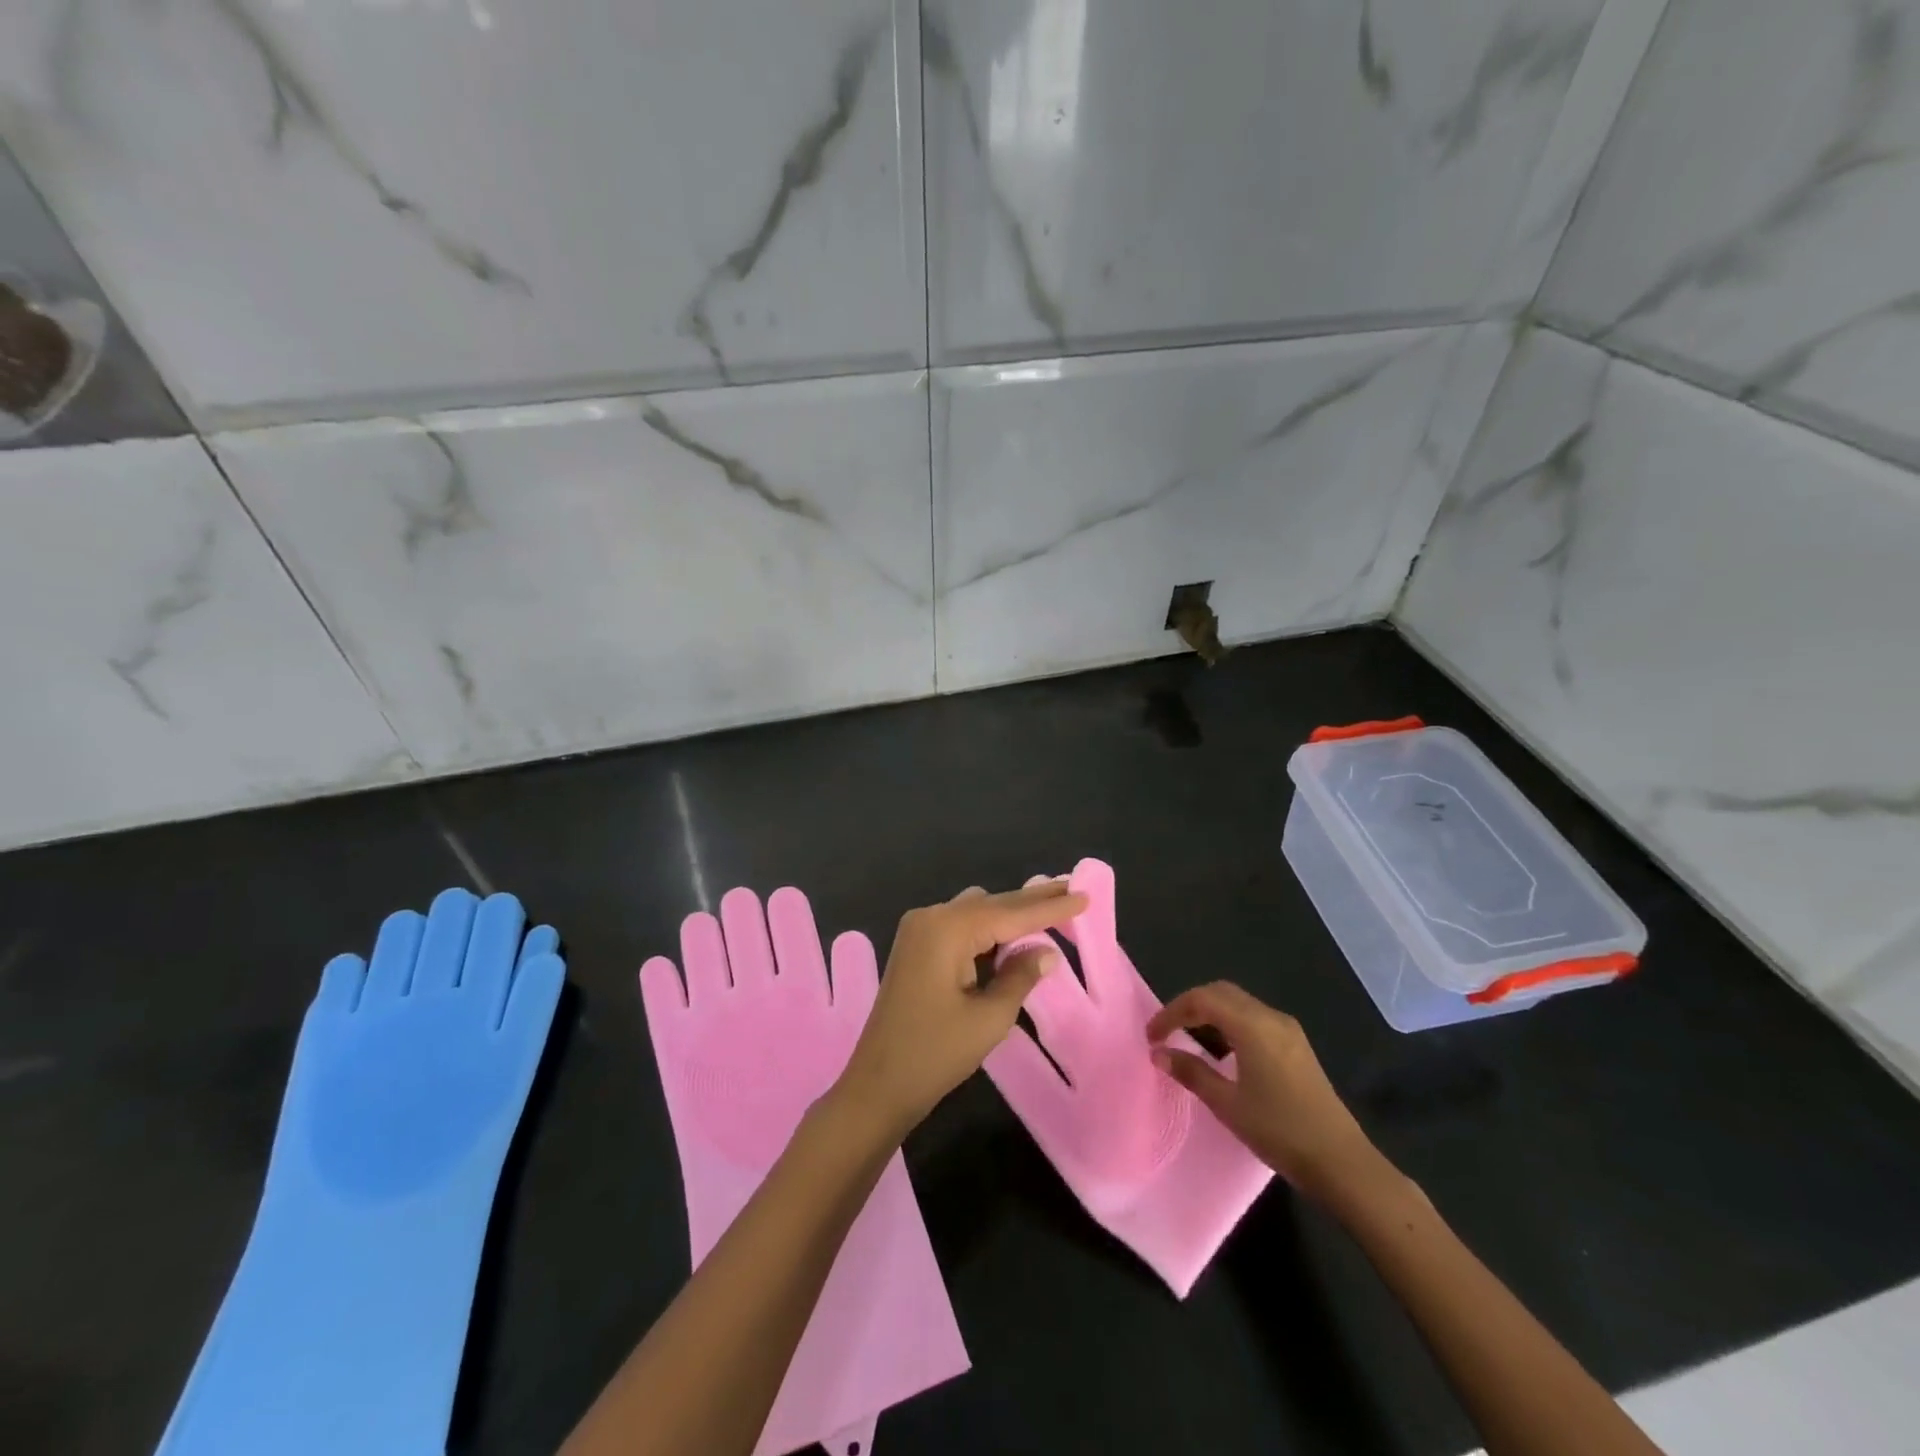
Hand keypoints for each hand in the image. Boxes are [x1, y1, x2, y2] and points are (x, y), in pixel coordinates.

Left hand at [836, 882, 1086, 1137]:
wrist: (877, 1085)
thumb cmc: (934, 1054)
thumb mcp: (989, 1017)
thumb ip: (1020, 976)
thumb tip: (1046, 951)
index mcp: (947, 929)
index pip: (1010, 913)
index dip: (1050, 908)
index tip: (1084, 894)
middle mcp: (930, 918)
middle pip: (992, 904)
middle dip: (1032, 902)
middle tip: (1072, 891)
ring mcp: (918, 931)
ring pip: (975, 912)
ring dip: (1010, 914)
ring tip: (1051, 910)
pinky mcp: (915, 948)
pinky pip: (960, 927)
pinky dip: (988, 929)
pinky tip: (1013, 935)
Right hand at [1147, 982, 1381, 1205]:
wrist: (1341, 1162)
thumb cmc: (1279, 1131)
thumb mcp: (1227, 1104)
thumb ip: (1191, 1072)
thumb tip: (1159, 1053)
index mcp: (1252, 1025)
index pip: (1201, 999)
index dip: (1171, 1012)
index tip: (1152, 1036)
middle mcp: (1270, 1017)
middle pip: (1221, 992)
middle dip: (1190, 1006)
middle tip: (1168, 1032)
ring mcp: (1288, 1030)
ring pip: (1239, 1003)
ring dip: (1210, 1014)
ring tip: (1189, 1041)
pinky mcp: (1297, 1045)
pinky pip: (1254, 1018)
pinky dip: (1230, 1024)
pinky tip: (1223, 1053)